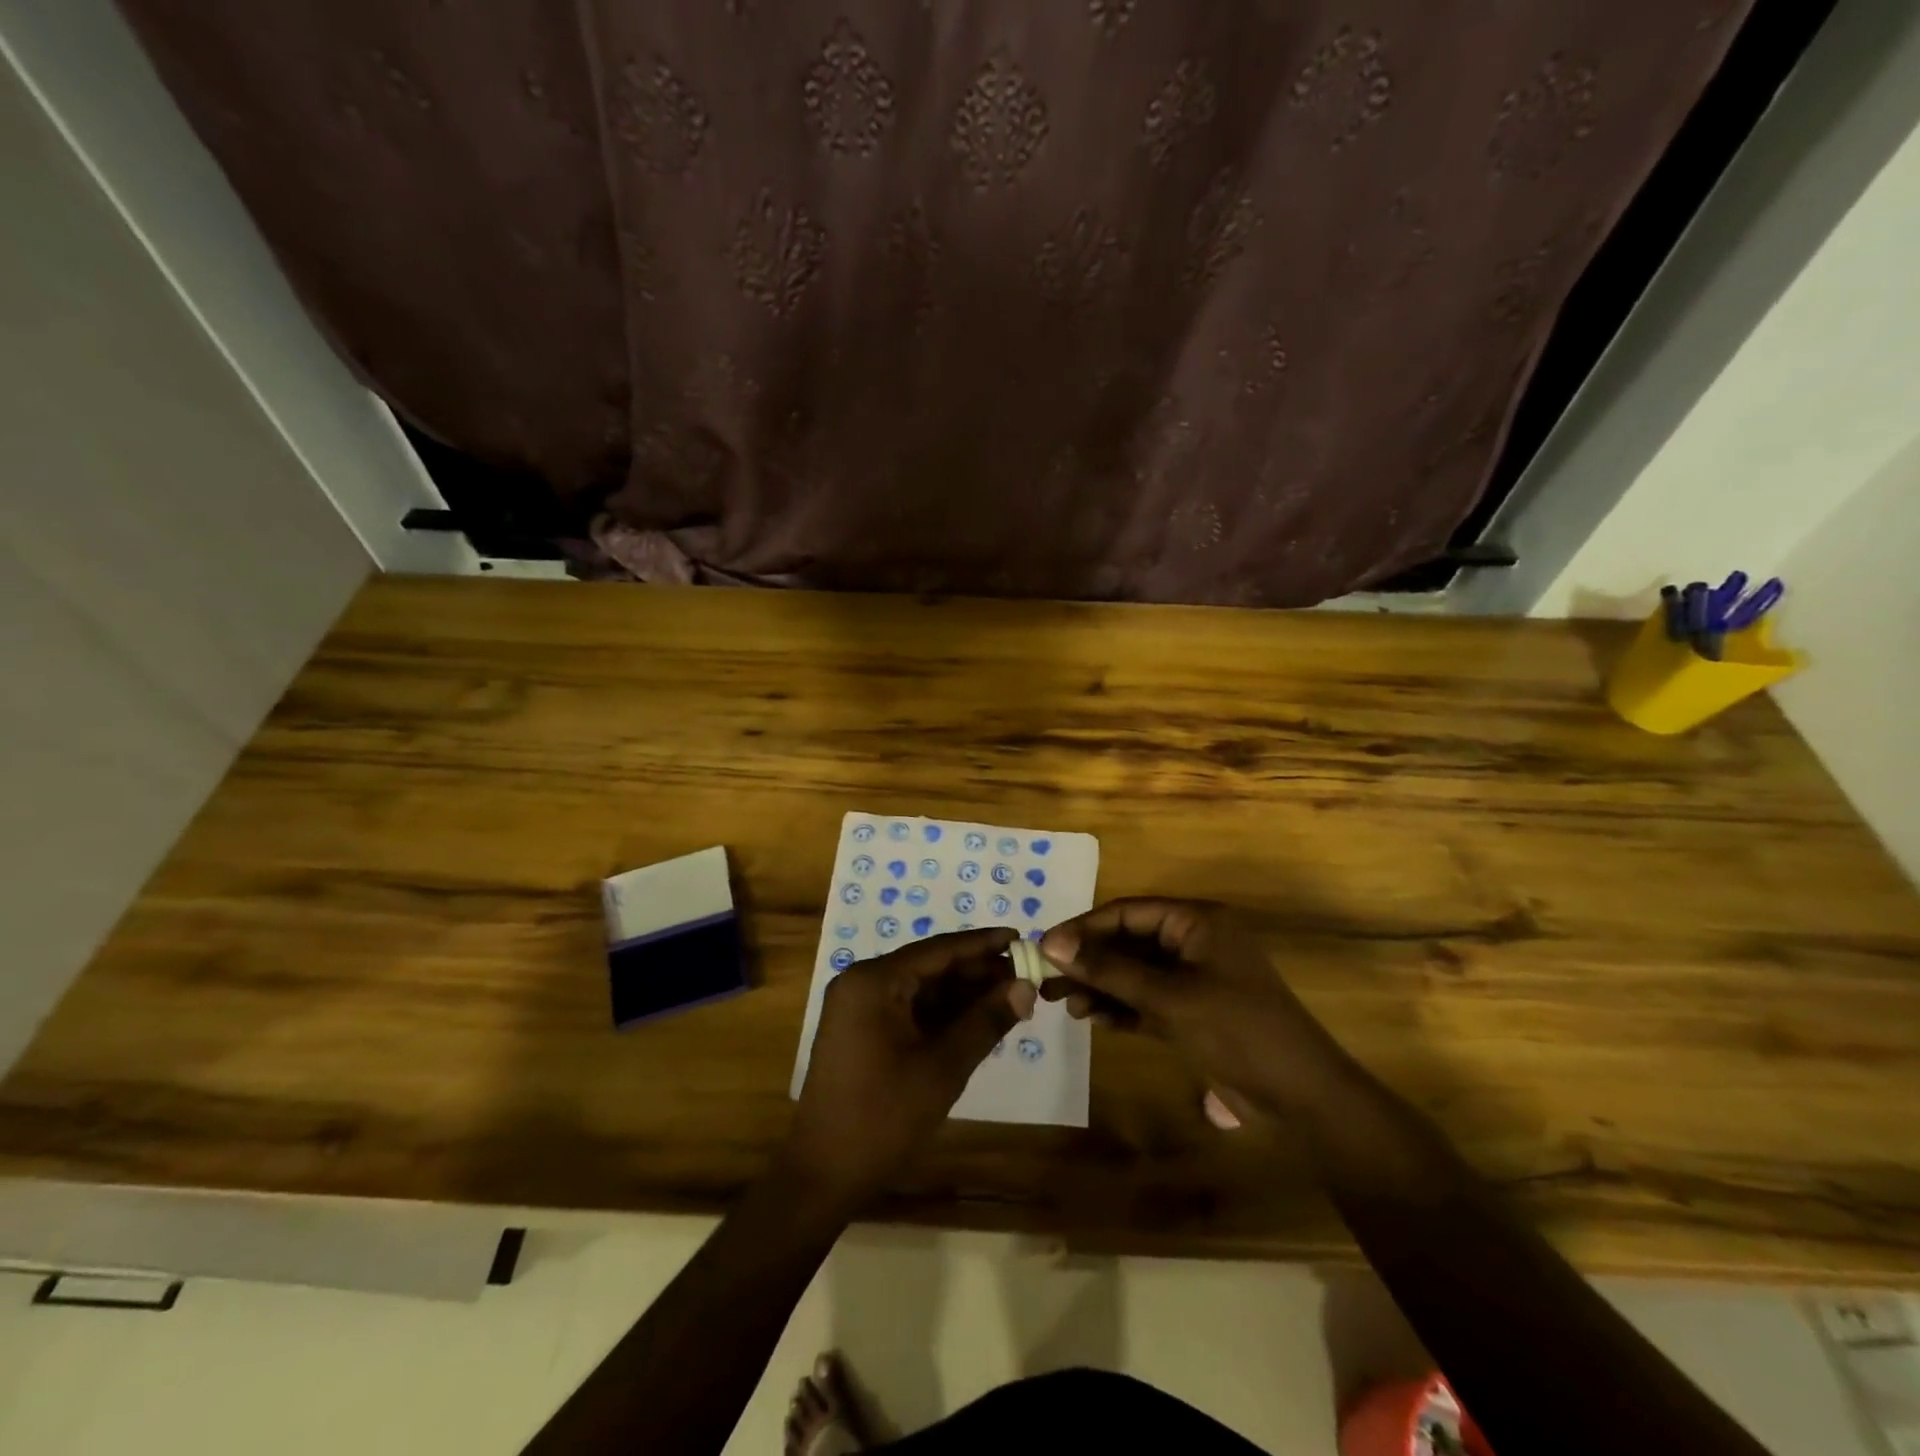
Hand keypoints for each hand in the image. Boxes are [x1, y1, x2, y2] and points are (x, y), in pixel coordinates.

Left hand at [785, 927, 1034, 1206]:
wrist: (824, 1173)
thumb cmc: (883, 1116)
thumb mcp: (943, 1067)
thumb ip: (985, 1021)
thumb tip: (1026, 986)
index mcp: (874, 981)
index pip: (939, 949)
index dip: (983, 944)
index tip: (1022, 937)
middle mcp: (863, 982)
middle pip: (930, 966)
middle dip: (977, 973)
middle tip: (1025, 976)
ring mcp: (860, 1007)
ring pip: (922, 989)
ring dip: (963, 995)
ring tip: (1011, 998)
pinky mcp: (862, 1030)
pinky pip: (910, 1009)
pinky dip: (943, 1014)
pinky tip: (979, 1020)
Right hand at [1039, 899, 1358, 1122]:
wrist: (1301, 1096)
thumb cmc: (1237, 1029)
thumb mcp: (1169, 997)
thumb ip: (1109, 969)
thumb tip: (1051, 944)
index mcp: (1196, 922)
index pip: (1127, 913)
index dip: (1084, 928)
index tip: (1044, 948)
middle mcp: (1192, 943)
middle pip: (1127, 943)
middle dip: (1089, 963)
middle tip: (1047, 982)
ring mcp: (1193, 979)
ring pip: (1134, 974)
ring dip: (1101, 987)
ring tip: (1066, 1005)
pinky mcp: (1193, 1012)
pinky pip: (1147, 1000)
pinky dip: (1122, 1008)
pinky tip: (1095, 1020)